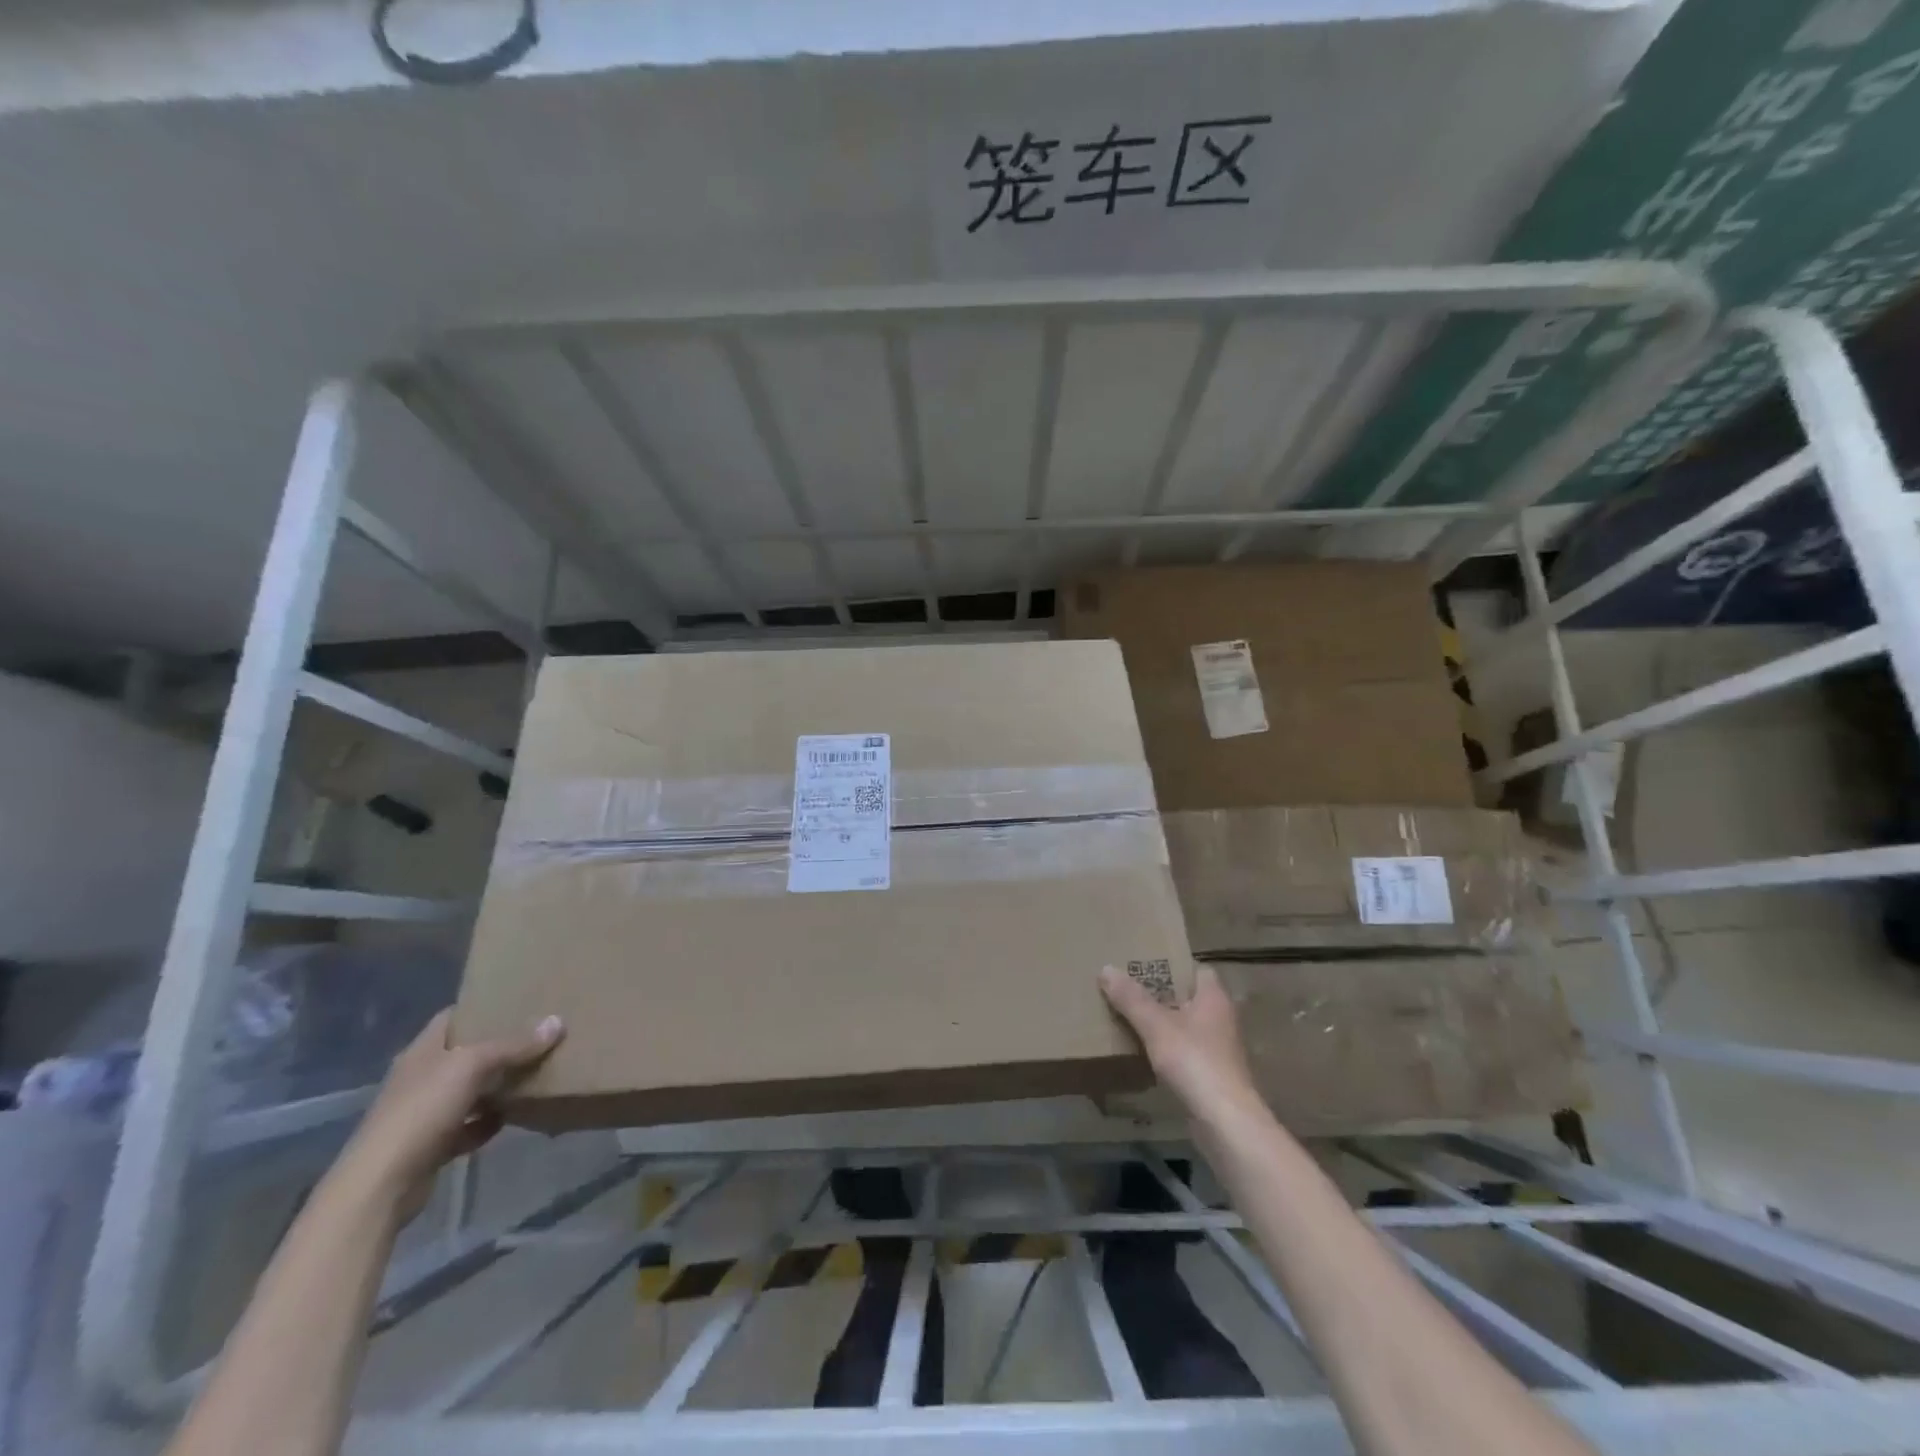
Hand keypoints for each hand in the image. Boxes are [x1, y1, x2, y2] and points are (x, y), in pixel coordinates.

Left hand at [338, 1008, 563, 1222]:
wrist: (382, 1185)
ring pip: (469, 1090)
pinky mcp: (431, 1145)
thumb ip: (514, 1045)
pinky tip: (512, 1117)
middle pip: (464, 1053)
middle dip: (499, 1045)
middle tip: (538, 1034)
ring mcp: (424, 1113)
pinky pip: (468, 1126)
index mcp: (422, 1051)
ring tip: (535, 1072)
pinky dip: (488, 1122)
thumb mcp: (472, 1066)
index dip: (482, 1006)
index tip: (518, 1000)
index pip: (452, 1017)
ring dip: (497, 1085)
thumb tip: (557, 1022)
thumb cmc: (422, 1110)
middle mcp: (421, 1077)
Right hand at [1100, 963, 1260, 1117]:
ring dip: (1163, 1022)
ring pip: (1186, 1025)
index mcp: (1214, 997)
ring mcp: (1219, 1049)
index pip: (1197, 969)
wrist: (1225, 1122)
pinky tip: (1143, 1052)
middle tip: (1128, 988)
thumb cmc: (1194, 1061)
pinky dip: (1166, 1049)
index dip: (1173, 964)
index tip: (1144, 964)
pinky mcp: (1212, 1075)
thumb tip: (1106, 968)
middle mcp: (1221, 1018)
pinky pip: (1185, 1051)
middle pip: (1188, 997)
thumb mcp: (1156, 1025)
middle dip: (1161, 993)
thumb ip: (1131, 998)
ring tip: (1129, 1017)